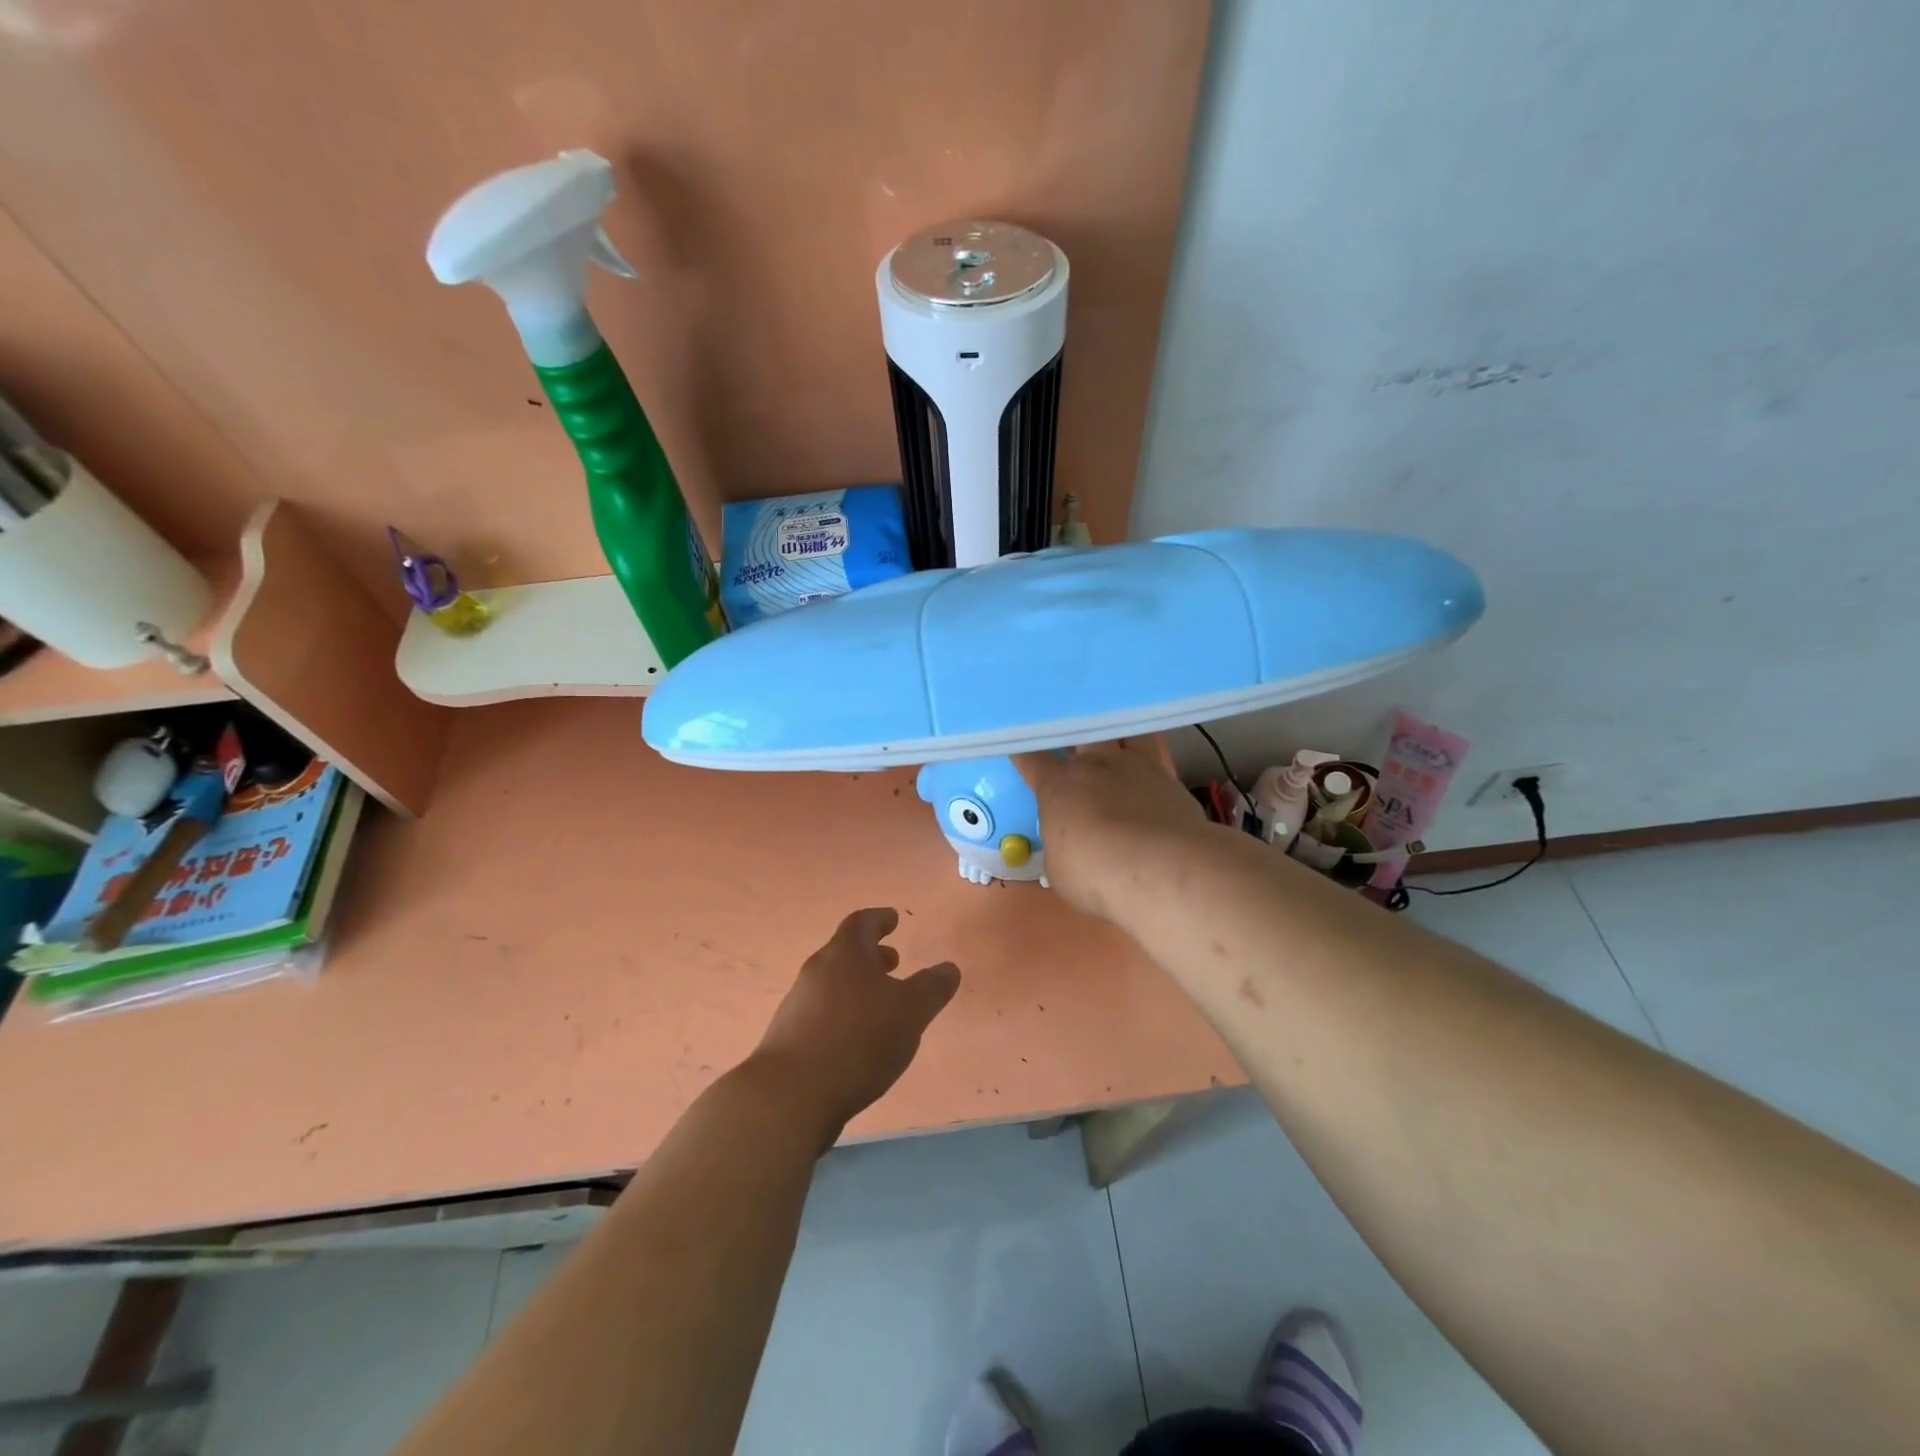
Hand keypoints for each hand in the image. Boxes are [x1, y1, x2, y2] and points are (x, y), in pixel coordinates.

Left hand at [749, 908, 959, 1146]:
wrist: (790, 1096)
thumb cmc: (857, 1040)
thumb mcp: (910, 1012)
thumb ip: (932, 988)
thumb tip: (949, 968)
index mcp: (844, 954)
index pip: (862, 923)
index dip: (880, 920)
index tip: (892, 919)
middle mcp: (816, 972)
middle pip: (845, 953)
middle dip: (872, 956)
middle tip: (894, 962)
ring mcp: (798, 1005)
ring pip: (833, 984)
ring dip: (858, 986)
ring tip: (881, 1005)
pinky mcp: (789, 1039)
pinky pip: (822, 1013)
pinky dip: (844, 1014)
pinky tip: (858, 1040)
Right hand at [1014, 739, 1211, 923]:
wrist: (1162, 870)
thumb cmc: (1096, 875)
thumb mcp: (1060, 868)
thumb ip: (1061, 843)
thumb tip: (1068, 840)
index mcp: (1058, 786)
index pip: (1031, 756)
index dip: (1023, 749)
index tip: (1020, 746)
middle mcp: (1095, 765)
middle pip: (1078, 730)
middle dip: (1072, 731)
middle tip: (1071, 736)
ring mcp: (1135, 766)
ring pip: (1122, 731)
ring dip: (1115, 734)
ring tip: (1115, 739)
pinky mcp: (1169, 778)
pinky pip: (1155, 754)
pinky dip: (1148, 760)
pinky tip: (1148, 772)